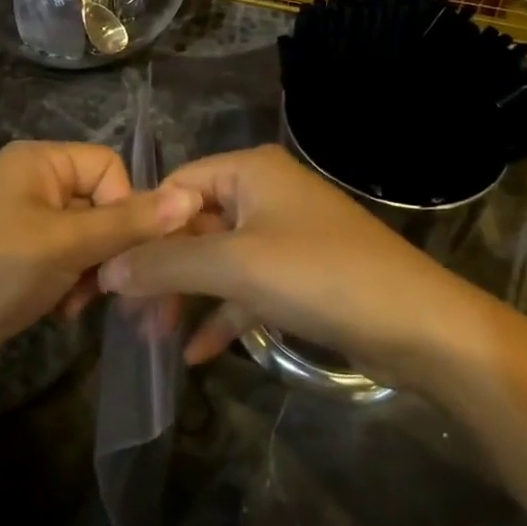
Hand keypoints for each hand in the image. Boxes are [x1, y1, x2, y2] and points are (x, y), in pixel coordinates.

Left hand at [0, 141, 202, 400]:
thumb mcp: (64, 244)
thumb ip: (129, 223)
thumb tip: (190, 198)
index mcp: (38, 161)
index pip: (109, 167)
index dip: (127, 206)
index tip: (126, 249)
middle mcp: (32, 185)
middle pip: (102, 204)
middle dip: (112, 248)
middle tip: (112, 287)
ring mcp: (24, 226)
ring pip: (89, 240)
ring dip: (94, 273)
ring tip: (79, 303)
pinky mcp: (20, 265)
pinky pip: (67, 265)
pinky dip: (73, 287)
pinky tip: (63, 313)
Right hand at [99, 145, 467, 378]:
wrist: (420, 327)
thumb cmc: (321, 276)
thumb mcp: (235, 266)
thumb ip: (166, 264)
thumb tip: (106, 270)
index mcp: (249, 171)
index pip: (175, 187)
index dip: (142, 227)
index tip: (111, 274)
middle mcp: (264, 193)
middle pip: (194, 225)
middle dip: (162, 270)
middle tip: (130, 316)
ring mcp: (284, 235)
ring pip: (217, 260)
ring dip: (186, 296)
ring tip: (153, 336)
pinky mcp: (300, 275)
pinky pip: (246, 288)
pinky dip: (221, 315)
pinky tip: (196, 354)